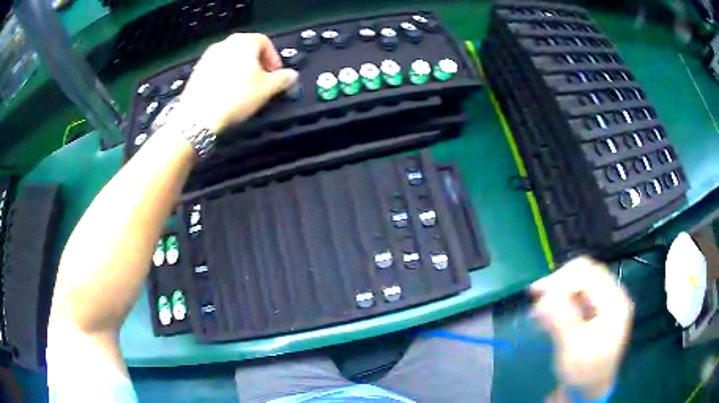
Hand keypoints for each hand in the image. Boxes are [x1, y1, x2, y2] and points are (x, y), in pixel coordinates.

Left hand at [178, 33, 298, 132]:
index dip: (274, 59)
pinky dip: (225, 78)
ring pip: (231, 60)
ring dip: (241, 71)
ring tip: (244, 90)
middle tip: (262, 82)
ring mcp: (208, 57)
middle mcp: (225, 44)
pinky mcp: (197, 72)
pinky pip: (217, 70)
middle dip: (258, 65)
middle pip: (247, 50)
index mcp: (244, 42)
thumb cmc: (234, 98)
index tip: (276, 75)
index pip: (266, 42)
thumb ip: (283, 79)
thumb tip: (291, 76)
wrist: (198, 117)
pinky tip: (227, 95)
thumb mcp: (267, 89)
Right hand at [531, 257, 632, 399]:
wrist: (587, 390)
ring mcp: (604, 303)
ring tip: (538, 308)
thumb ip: (562, 319)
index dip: (564, 279)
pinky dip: (560, 300)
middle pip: (585, 274)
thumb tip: (545, 294)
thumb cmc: (584, 372)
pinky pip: (576, 296)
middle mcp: (611, 297)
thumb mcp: (573, 349)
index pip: (591, 275)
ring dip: (557, 291)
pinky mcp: (594, 311)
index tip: (538, 292)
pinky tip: (546, 312)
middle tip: (535, 294)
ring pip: (579, 283)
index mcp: (615, 302)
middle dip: (559, 283)